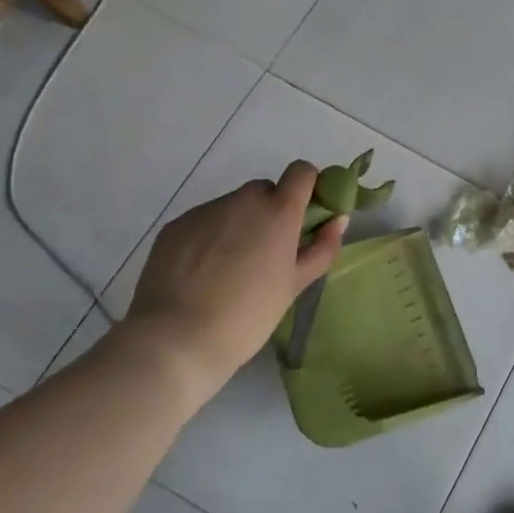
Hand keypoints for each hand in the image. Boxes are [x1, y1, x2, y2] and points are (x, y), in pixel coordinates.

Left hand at [118, 162, 345, 384]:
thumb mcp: (295, 285)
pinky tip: (201, 274)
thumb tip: (338, 219)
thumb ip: (322, 248)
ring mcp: (205, 211)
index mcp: (278, 211)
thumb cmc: (248, 315)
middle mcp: (243, 201)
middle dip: (270, 212)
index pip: (301, 171)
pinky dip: (208, 238)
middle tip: (266, 253)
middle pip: (265, 190)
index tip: (305, 216)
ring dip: (239, 225)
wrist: (176, 340)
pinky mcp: (176, 225)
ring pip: (232, 207)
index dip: (307, 188)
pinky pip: (203, 221)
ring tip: (228, 270)